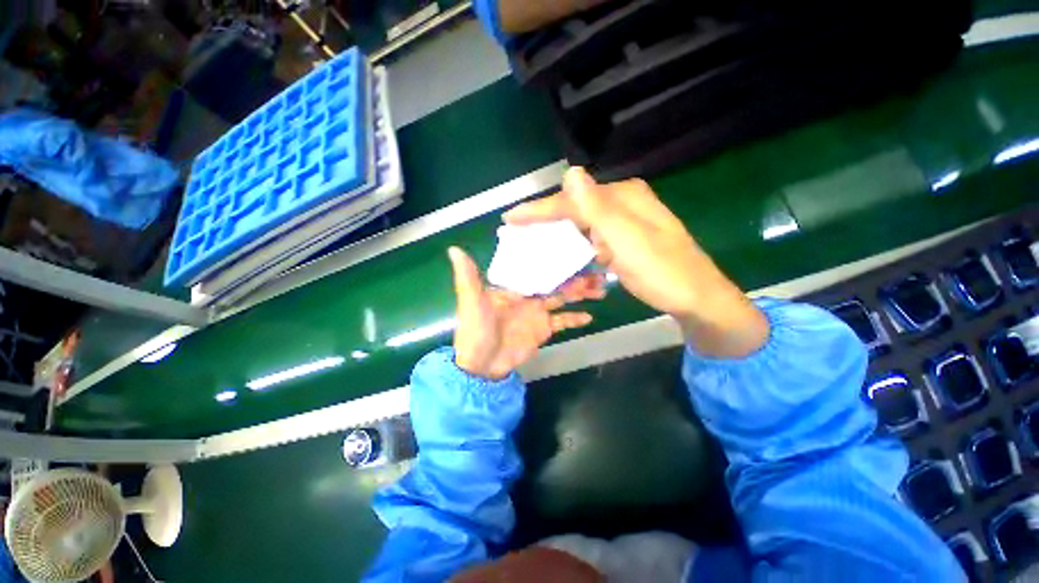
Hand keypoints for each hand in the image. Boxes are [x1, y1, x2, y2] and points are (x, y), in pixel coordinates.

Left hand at [449, 246, 604, 379]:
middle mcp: (528, 295)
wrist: (482, 365)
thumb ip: (467, 276)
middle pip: (555, 281)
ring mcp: (538, 312)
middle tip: (595, 266)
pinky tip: (590, 315)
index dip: (551, 258)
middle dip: (573, 274)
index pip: (535, 267)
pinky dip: (575, 318)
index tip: (570, 247)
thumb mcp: (471, 302)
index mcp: (513, 285)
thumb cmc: (475, 330)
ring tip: (600, 286)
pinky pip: (563, 321)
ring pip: (563, 298)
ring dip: (580, 293)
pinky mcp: (544, 329)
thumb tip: (454, 248)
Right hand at [504, 167, 767, 357]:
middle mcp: (624, 204)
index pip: (572, 200)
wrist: (697, 299)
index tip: (510, 217)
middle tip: (518, 229)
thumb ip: (597, 208)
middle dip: (546, 219)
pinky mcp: (627, 240)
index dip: (540, 209)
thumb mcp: (628, 239)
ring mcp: (627, 223)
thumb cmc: (662, 272)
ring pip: (584, 223)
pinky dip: (578, 246)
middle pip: (576, 209)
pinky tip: (566, 254)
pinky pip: (594, 238)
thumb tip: (569, 172)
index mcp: (624, 198)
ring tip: (535, 240)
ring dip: (560, 233)